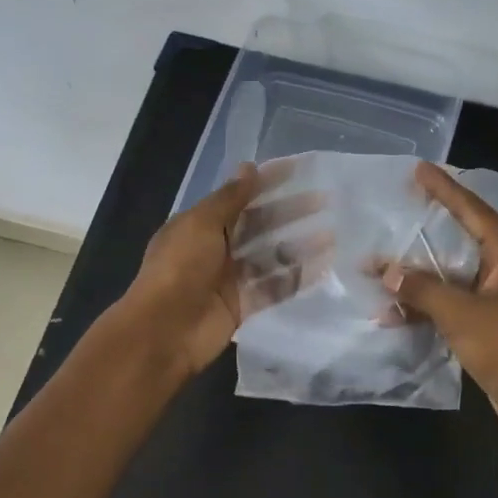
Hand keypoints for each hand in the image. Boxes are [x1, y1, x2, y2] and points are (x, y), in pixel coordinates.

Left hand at [120, 162, 325, 381]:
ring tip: (333, 234)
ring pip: (270, 256)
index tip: (299, 170)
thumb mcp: (201, 224)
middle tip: (325, 200)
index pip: (239, 197)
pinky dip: (297, 277)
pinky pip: (274, 287)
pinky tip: (324, 266)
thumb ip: (230, 198)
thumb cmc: (179, 268)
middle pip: (259, 226)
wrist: (164, 331)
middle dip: (289, 212)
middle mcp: (215, 248)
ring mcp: (230, 279)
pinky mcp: (243, 306)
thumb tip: (249, 166)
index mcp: (200, 225)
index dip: (267, 183)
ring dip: (298, 244)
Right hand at [382, 161, 497, 440]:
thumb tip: (388, 271)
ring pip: (458, 278)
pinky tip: (399, 315)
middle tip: (400, 212)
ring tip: (384, 272)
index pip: (474, 210)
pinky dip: (434, 308)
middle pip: (464, 241)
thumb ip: (422, 289)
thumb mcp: (461, 314)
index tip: (420, 168)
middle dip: (428, 233)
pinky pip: (461, 305)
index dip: (445, 189)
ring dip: (423, 280)